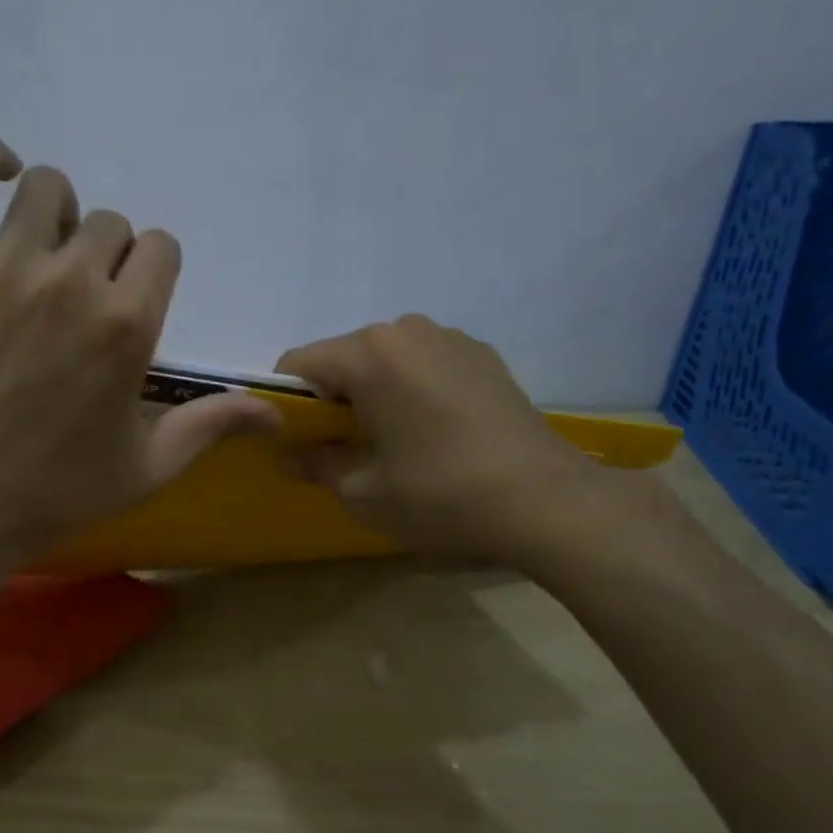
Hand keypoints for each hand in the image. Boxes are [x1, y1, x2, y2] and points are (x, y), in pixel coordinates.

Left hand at [0, 137, 277, 576]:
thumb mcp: (146, 469)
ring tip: (44, 255)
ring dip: (58, 214)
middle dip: (108, 257)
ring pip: (48, 190)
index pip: (162, 249)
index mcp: (128, 326)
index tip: (134, 303)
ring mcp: (4, 268)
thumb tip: (275, 411)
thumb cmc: (52, 493)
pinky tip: (2, 175)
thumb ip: (210, 425)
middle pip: (110, 223)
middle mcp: (73, 282)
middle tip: (83, 302)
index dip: (153, 273)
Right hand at [276, 315, 618, 571]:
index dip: (286, 403)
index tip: (298, 441)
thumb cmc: (441, 495)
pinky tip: (436, 432)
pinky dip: (413, 390)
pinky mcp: (484, 355)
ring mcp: (451, 338)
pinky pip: (425, 364)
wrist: (547, 502)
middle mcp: (406, 330)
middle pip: (344, 358)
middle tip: (347, 448)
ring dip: (375, 393)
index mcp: (369, 355)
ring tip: (396, 441)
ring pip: (386, 360)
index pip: (298, 364)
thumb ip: (317, 464)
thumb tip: (291, 454)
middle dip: (333, 398)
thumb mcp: (364, 492)